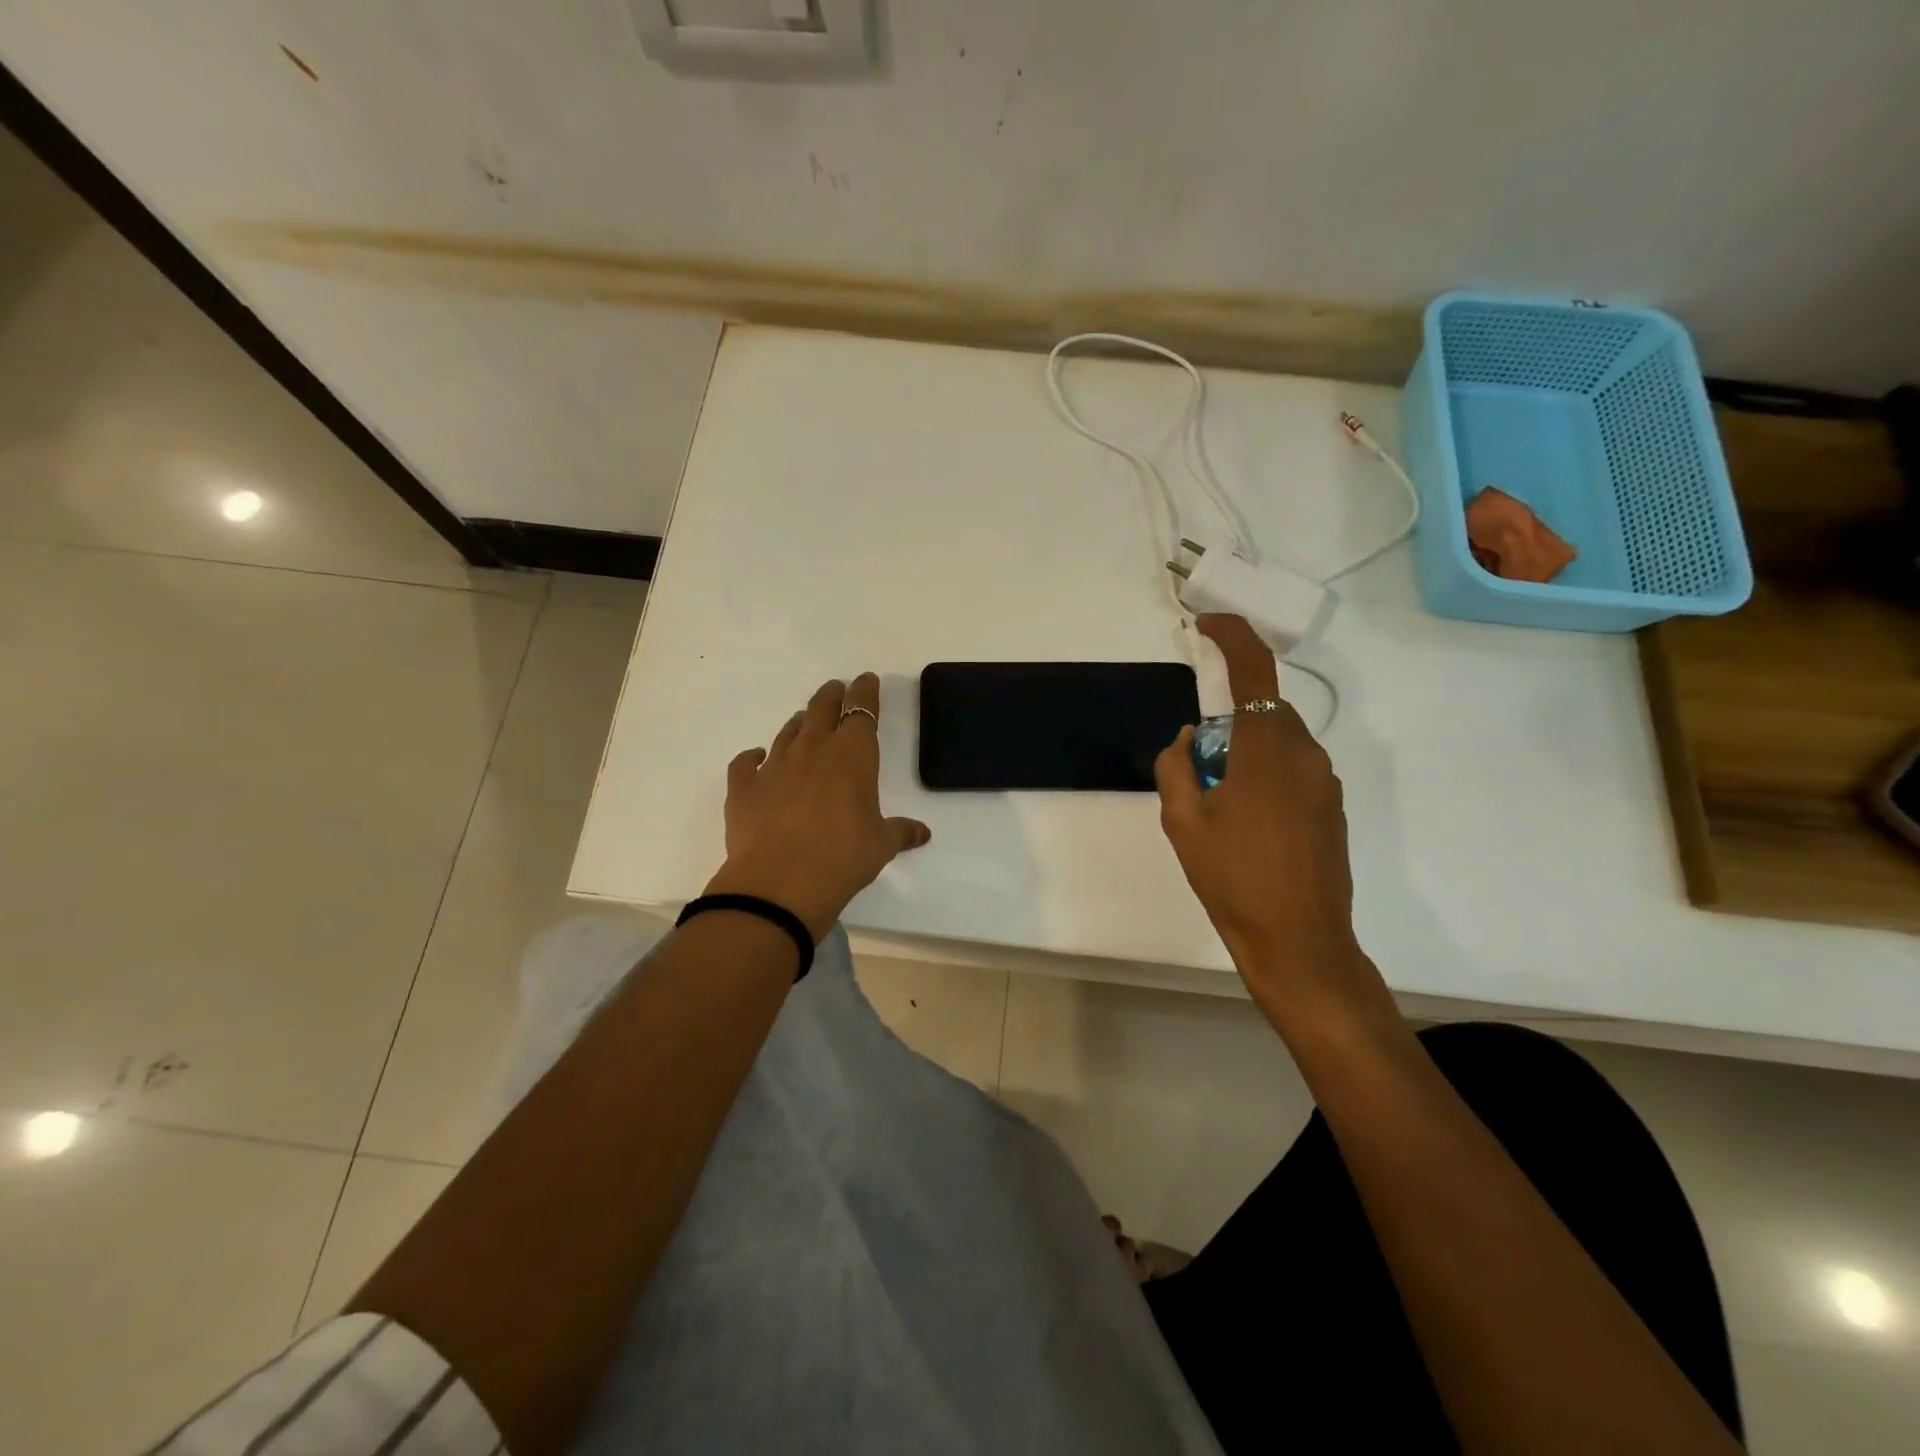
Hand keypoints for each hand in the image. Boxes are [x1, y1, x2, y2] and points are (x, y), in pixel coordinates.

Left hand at [704, 673, 929, 939]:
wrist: (779, 884)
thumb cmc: (842, 858)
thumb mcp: (880, 846)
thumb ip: (900, 832)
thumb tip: (923, 833)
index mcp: (852, 756)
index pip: (861, 712)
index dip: (865, 693)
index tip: (867, 681)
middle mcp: (813, 750)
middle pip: (822, 709)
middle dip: (832, 696)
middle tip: (836, 690)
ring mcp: (774, 766)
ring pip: (788, 731)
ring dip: (800, 723)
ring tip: (805, 722)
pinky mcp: (743, 787)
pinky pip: (745, 762)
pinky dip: (752, 757)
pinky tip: (756, 758)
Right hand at [1153, 615, 1393, 1038]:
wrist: (1298, 941)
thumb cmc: (1232, 877)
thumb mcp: (1182, 820)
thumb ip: (1177, 766)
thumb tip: (1191, 740)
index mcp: (1267, 747)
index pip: (1254, 669)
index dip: (1231, 635)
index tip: (1205, 625)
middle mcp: (1305, 753)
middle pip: (1263, 711)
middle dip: (1227, 725)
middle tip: (1197, 773)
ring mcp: (1325, 783)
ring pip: (1278, 744)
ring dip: (1246, 756)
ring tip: (1221, 811)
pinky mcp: (1333, 809)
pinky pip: (1292, 772)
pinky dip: (1265, 779)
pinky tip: (1249, 829)